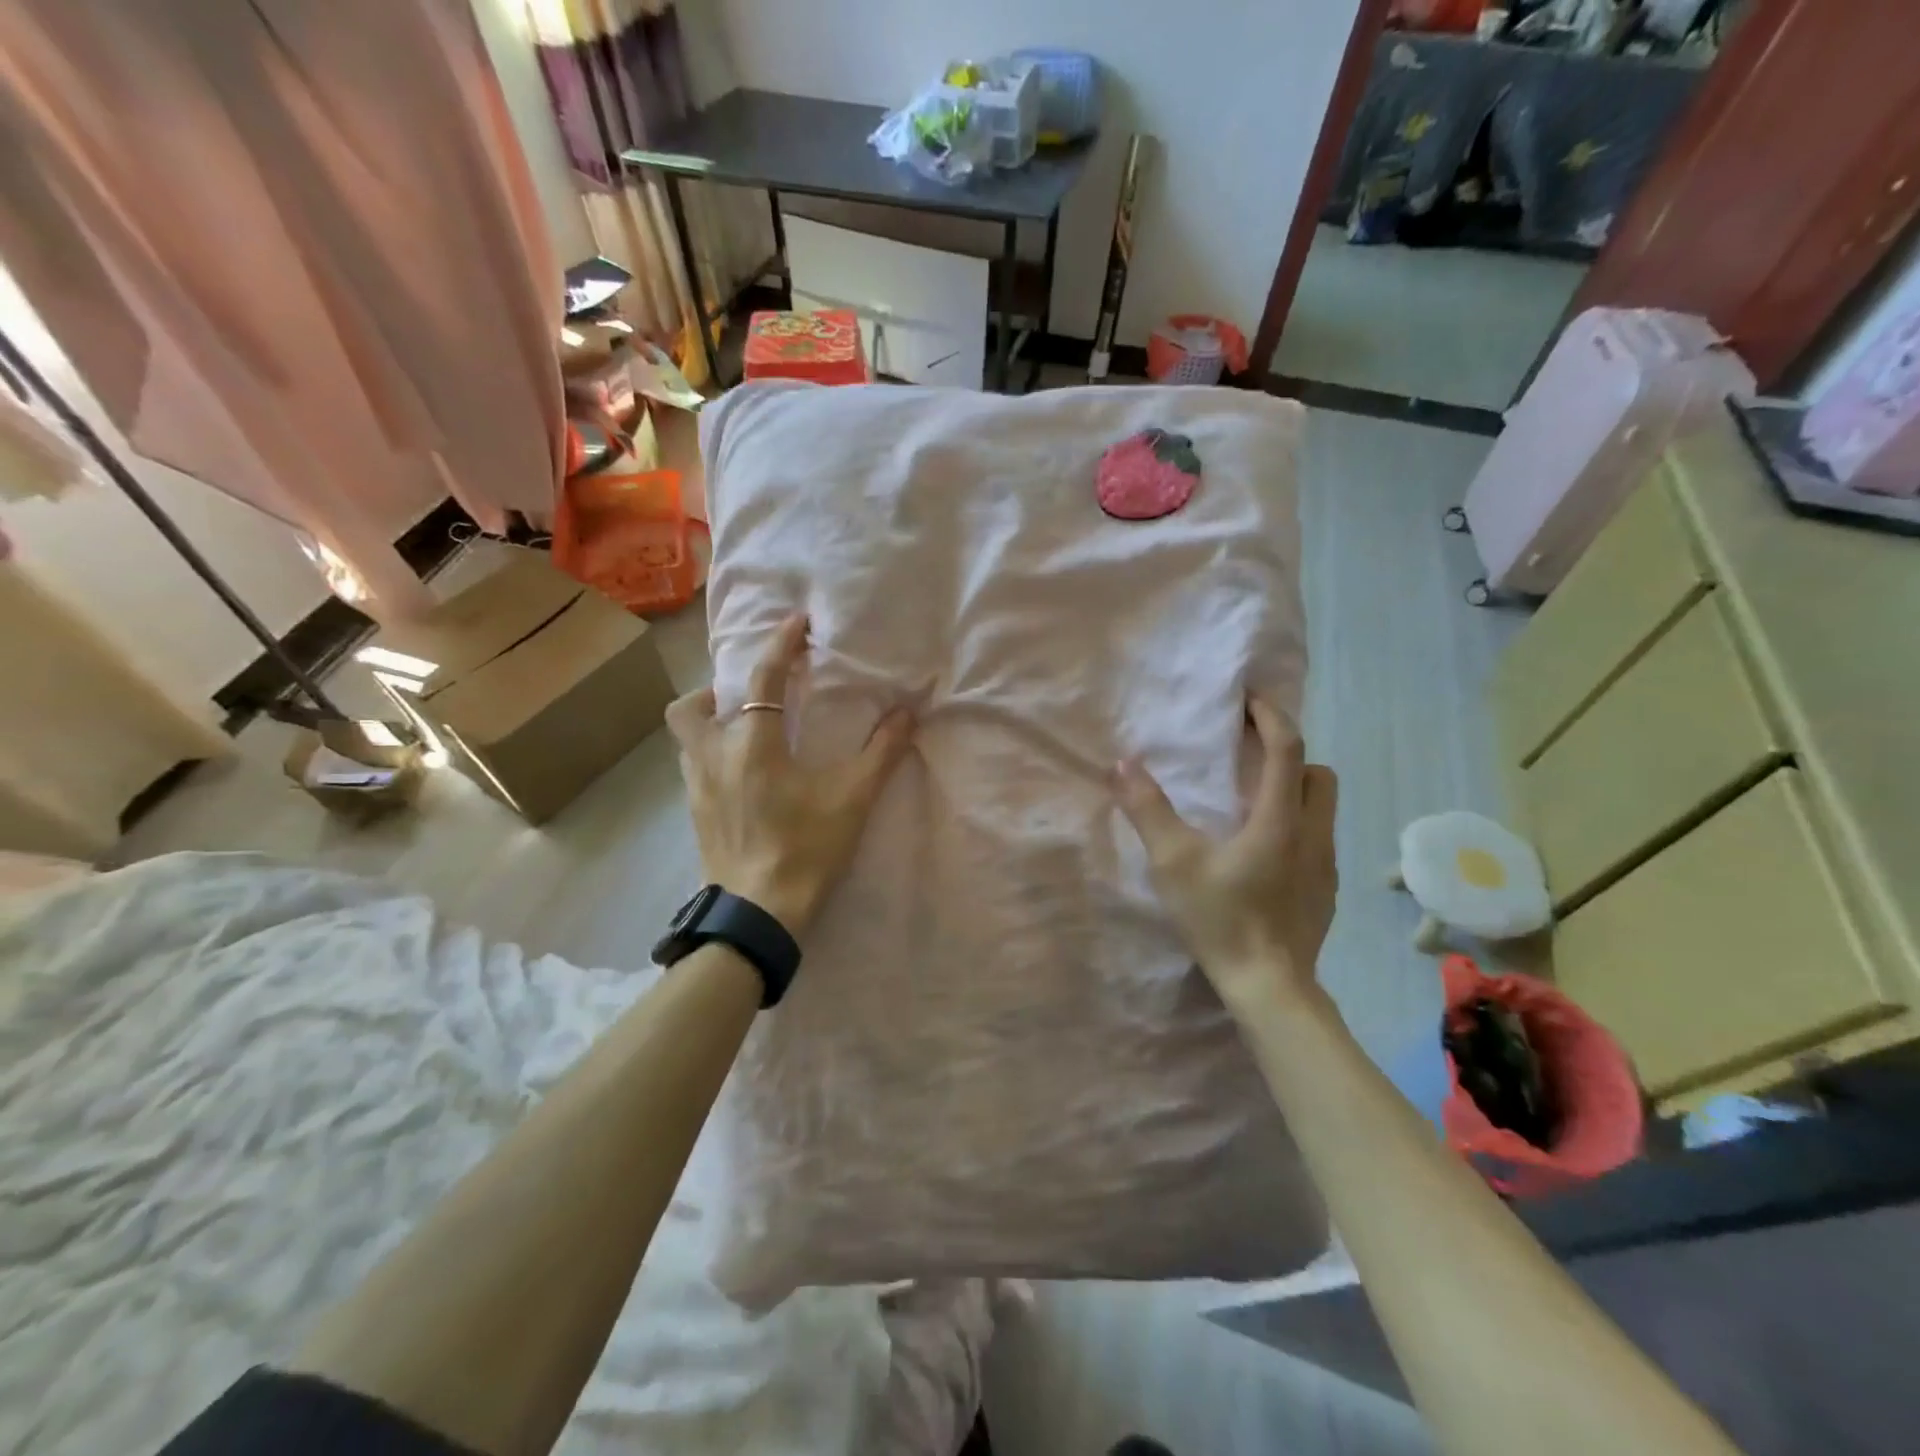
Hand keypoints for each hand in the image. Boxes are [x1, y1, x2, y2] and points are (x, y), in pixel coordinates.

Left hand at [667, 614, 914, 935]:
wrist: (758, 914)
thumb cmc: (806, 849)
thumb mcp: (852, 799)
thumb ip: (882, 752)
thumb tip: (908, 713)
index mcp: (752, 743)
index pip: (764, 678)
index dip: (782, 644)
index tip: (798, 621)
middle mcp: (713, 755)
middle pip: (693, 705)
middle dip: (718, 688)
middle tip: (754, 697)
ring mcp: (696, 786)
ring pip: (686, 736)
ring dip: (711, 721)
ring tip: (747, 733)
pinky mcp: (694, 813)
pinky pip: (693, 765)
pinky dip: (713, 754)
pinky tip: (742, 776)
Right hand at [1114, 697, 1338, 1015]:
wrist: (1270, 987)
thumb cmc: (1222, 918)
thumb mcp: (1173, 862)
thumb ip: (1148, 810)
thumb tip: (1122, 764)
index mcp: (1280, 819)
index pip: (1288, 749)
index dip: (1271, 716)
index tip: (1248, 700)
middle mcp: (1313, 834)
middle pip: (1317, 773)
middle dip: (1288, 753)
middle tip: (1249, 756)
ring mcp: (1325, 865)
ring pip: (1321, 807)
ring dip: (1293, 790)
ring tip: (1250, 802)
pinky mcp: (1326, 891)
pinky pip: (1317, 839)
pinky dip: (1295, 825)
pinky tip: (1261, 852)